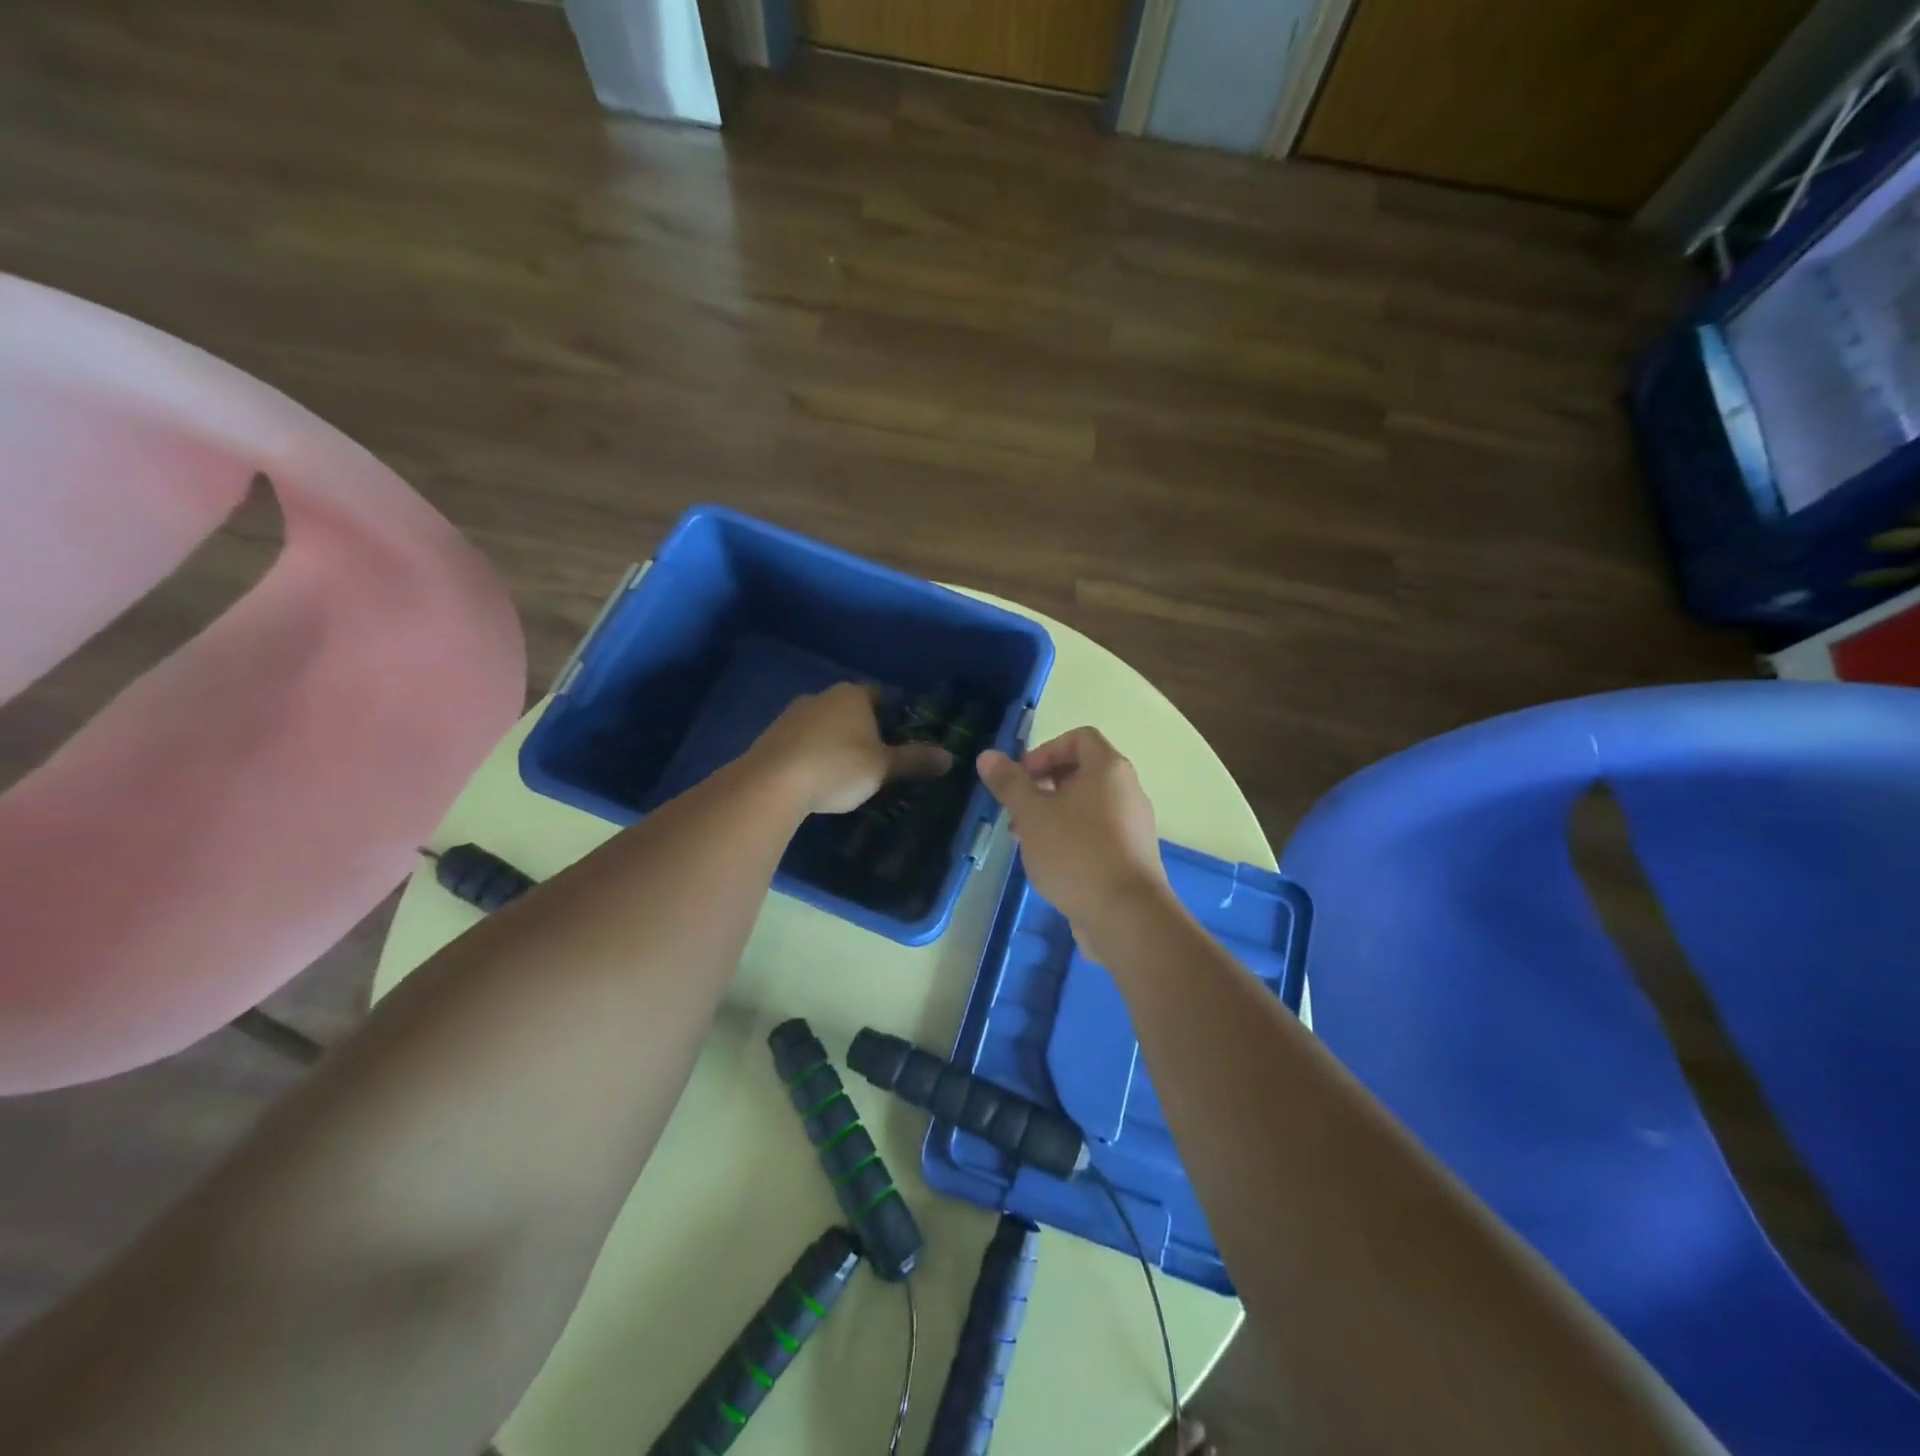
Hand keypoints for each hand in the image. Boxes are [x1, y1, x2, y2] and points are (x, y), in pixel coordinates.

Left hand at [747, 683, 951, 815]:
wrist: (772, 783)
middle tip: (880, 752)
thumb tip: (950, 756)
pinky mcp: (772, 736)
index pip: (881, 694)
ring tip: (849, 767)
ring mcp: (793, 715)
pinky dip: (814, 752)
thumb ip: (915, 760)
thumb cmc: (838, 767)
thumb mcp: (883, 767)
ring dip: (836, 739)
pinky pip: (803, 741)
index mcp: (852, 695)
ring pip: (824, 723)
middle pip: (851, 708)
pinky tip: (819, 775)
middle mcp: (822, 696)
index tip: (903, 728)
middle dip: (864, 726)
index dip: (894, 710)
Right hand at [977, 727, 1171, 946]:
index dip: (1046, 750)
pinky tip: (1049, 864)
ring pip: (1086, 806)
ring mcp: (1132, 825)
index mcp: (1108, 769)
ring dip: (1053, 814)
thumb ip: (1010, 783)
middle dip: (1043, 786)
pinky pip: (1097, 833)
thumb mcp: (1032, 814)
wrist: (1126, 915)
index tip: (1023, 777)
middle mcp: (1127, 790)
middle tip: (1017, 811)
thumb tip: (988, 755)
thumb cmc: (1076, 853)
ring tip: (1025, 840)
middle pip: (1082, 772)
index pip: (1079, 738)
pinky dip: (1071, 837)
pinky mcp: (1130, 856)